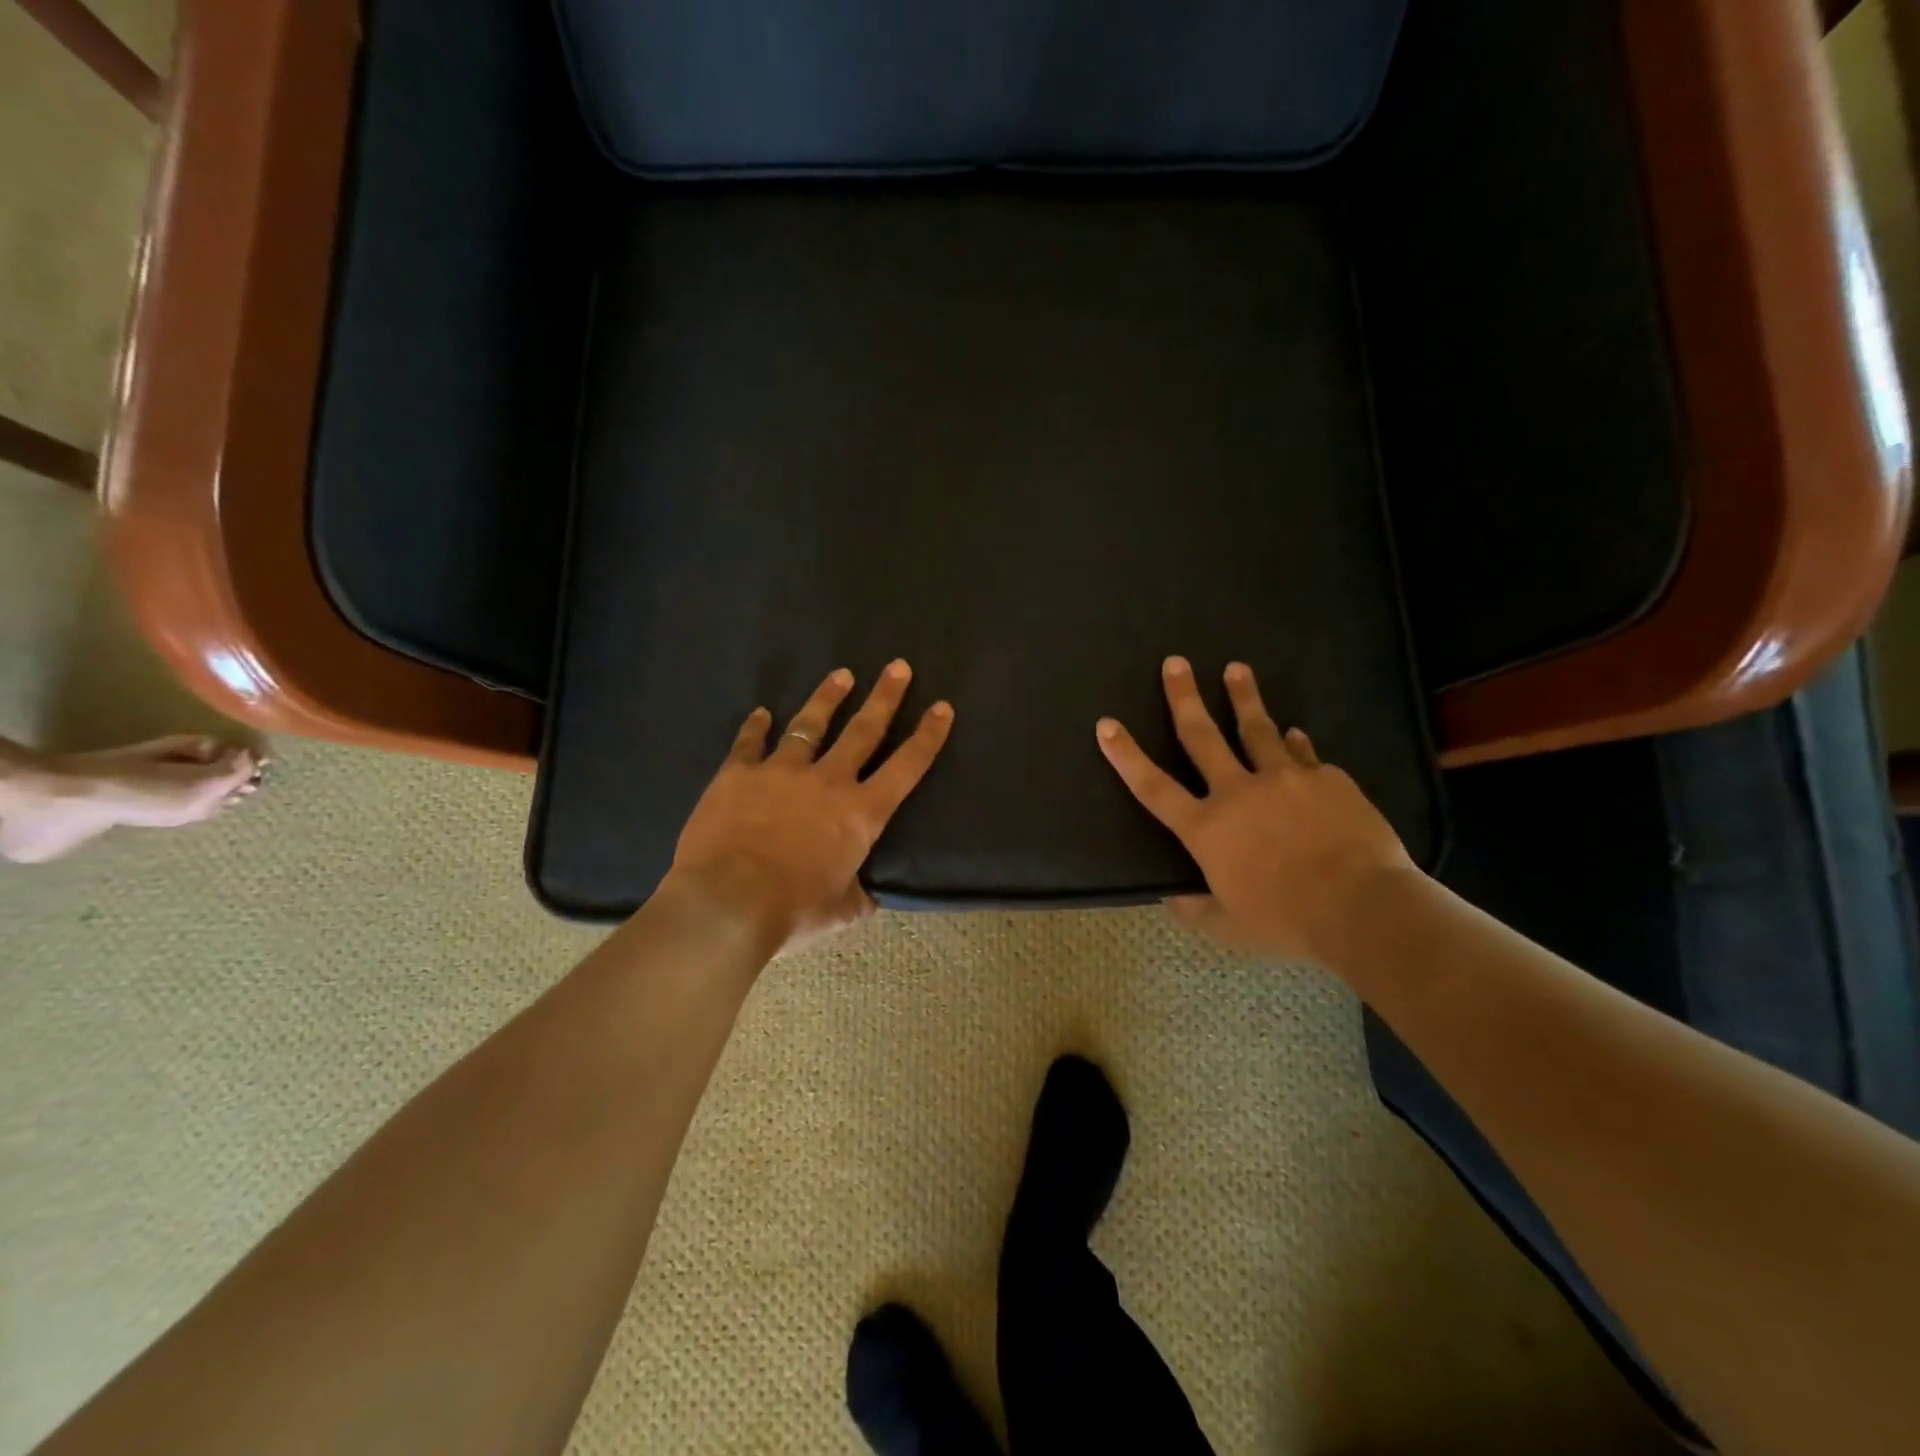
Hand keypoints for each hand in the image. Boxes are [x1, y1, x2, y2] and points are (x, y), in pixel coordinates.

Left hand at [668, 661, 954, 951]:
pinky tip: (760, 713)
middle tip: (898, 666)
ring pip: (810, 724)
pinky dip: (755, 726)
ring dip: (828, 698)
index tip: (941, 707)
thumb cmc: (791, 910)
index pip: (906, 767)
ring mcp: (782, 771)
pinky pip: (750, 742)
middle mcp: (828, 781)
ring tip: (841, 675)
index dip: (928, 735)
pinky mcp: (739, 774)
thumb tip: (867, 899)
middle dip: (885, 696)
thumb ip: (857, 898)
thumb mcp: (839, 912)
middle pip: (864, 729)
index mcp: (861, 814)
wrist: (726, 903)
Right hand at [1097, 657, 1416, 965]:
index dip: (1125, 755)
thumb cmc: (1288, 922)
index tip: (1106, 724)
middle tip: (1175, 663)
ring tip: (1235, 669)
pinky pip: (1303, 755)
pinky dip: (1294, 744)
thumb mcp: (1228, 927)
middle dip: (1184, 696)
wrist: (1365, 909)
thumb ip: (1194, 908)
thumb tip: (1170, 895)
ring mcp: (1284, 778)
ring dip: (1243, 697)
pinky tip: (1294, 734)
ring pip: (1257, 728)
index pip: (1153, 786)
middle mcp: (1238, 791)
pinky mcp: (1326, 778)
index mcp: (1207, 829)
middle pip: (1202, 735)